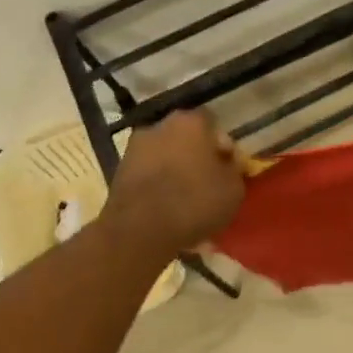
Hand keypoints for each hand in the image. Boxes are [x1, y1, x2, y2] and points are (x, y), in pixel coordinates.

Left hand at [101, 110, 245, 254]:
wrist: (140, 230)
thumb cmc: (195, 201)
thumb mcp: (234, 189)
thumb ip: (234, 169)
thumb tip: (227, 164)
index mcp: (191, 122)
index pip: (213, 125)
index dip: (223, 147)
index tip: (228, 168)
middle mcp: (160, 125)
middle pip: (186, 138)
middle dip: (197, 156)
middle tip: (208, 182)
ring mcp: (135, 147)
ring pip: (165, 155)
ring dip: (175, 170)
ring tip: (186, 199)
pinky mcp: (119, 171)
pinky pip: (148, 174)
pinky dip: (157, 185)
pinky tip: (166, 207)